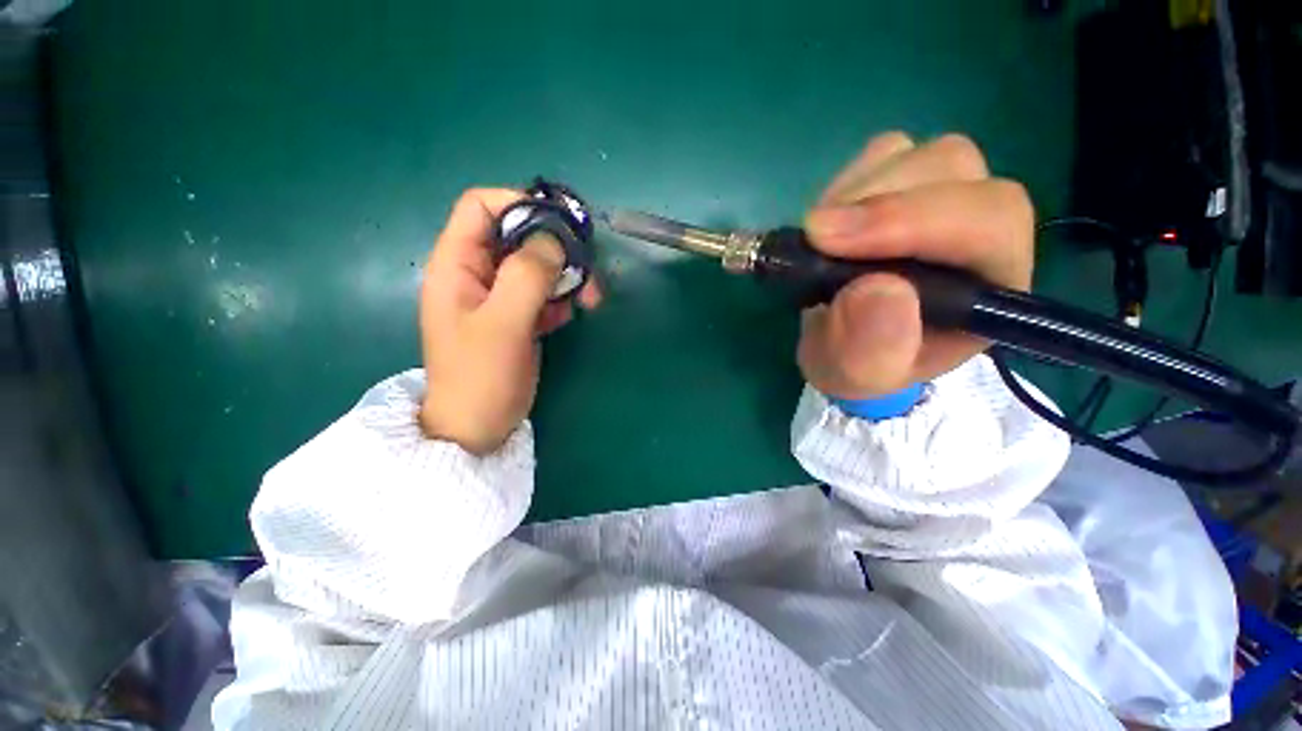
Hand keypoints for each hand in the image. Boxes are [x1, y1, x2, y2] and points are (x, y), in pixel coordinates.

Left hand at [419, 188, 600, 454]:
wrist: (478, 426)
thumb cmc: (481, 377)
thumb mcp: (504, 324)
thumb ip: (527, 275)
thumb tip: (554, 240)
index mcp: (457, 264)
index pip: (481, 207)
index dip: (519, 204)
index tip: (561, 224)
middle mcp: (477, 273)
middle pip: (518, 235)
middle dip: (556, 248)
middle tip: (588, 269)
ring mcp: (499, 296)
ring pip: (537, 265)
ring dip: (566, 276)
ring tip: (590, 299)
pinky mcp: (517, 315)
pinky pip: (542, 292)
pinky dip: (561, 298)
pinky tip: (571, 315)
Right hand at [798, 132, 1033, 397]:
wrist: (847, 342)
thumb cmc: (860, 363)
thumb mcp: (858, 376)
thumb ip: (872, 350)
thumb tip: (876, 290)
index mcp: (991, 286)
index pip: (986, 224)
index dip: (914, 221)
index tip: (830, 241)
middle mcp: (981, 229)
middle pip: (953, 170)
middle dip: (877, 202)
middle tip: (814, 237)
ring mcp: (947, 195)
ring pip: (916, 155)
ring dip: (854, 194)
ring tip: (819, 241)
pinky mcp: (908, 181)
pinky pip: (883, 154)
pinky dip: (846, 184)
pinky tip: (830, 223)